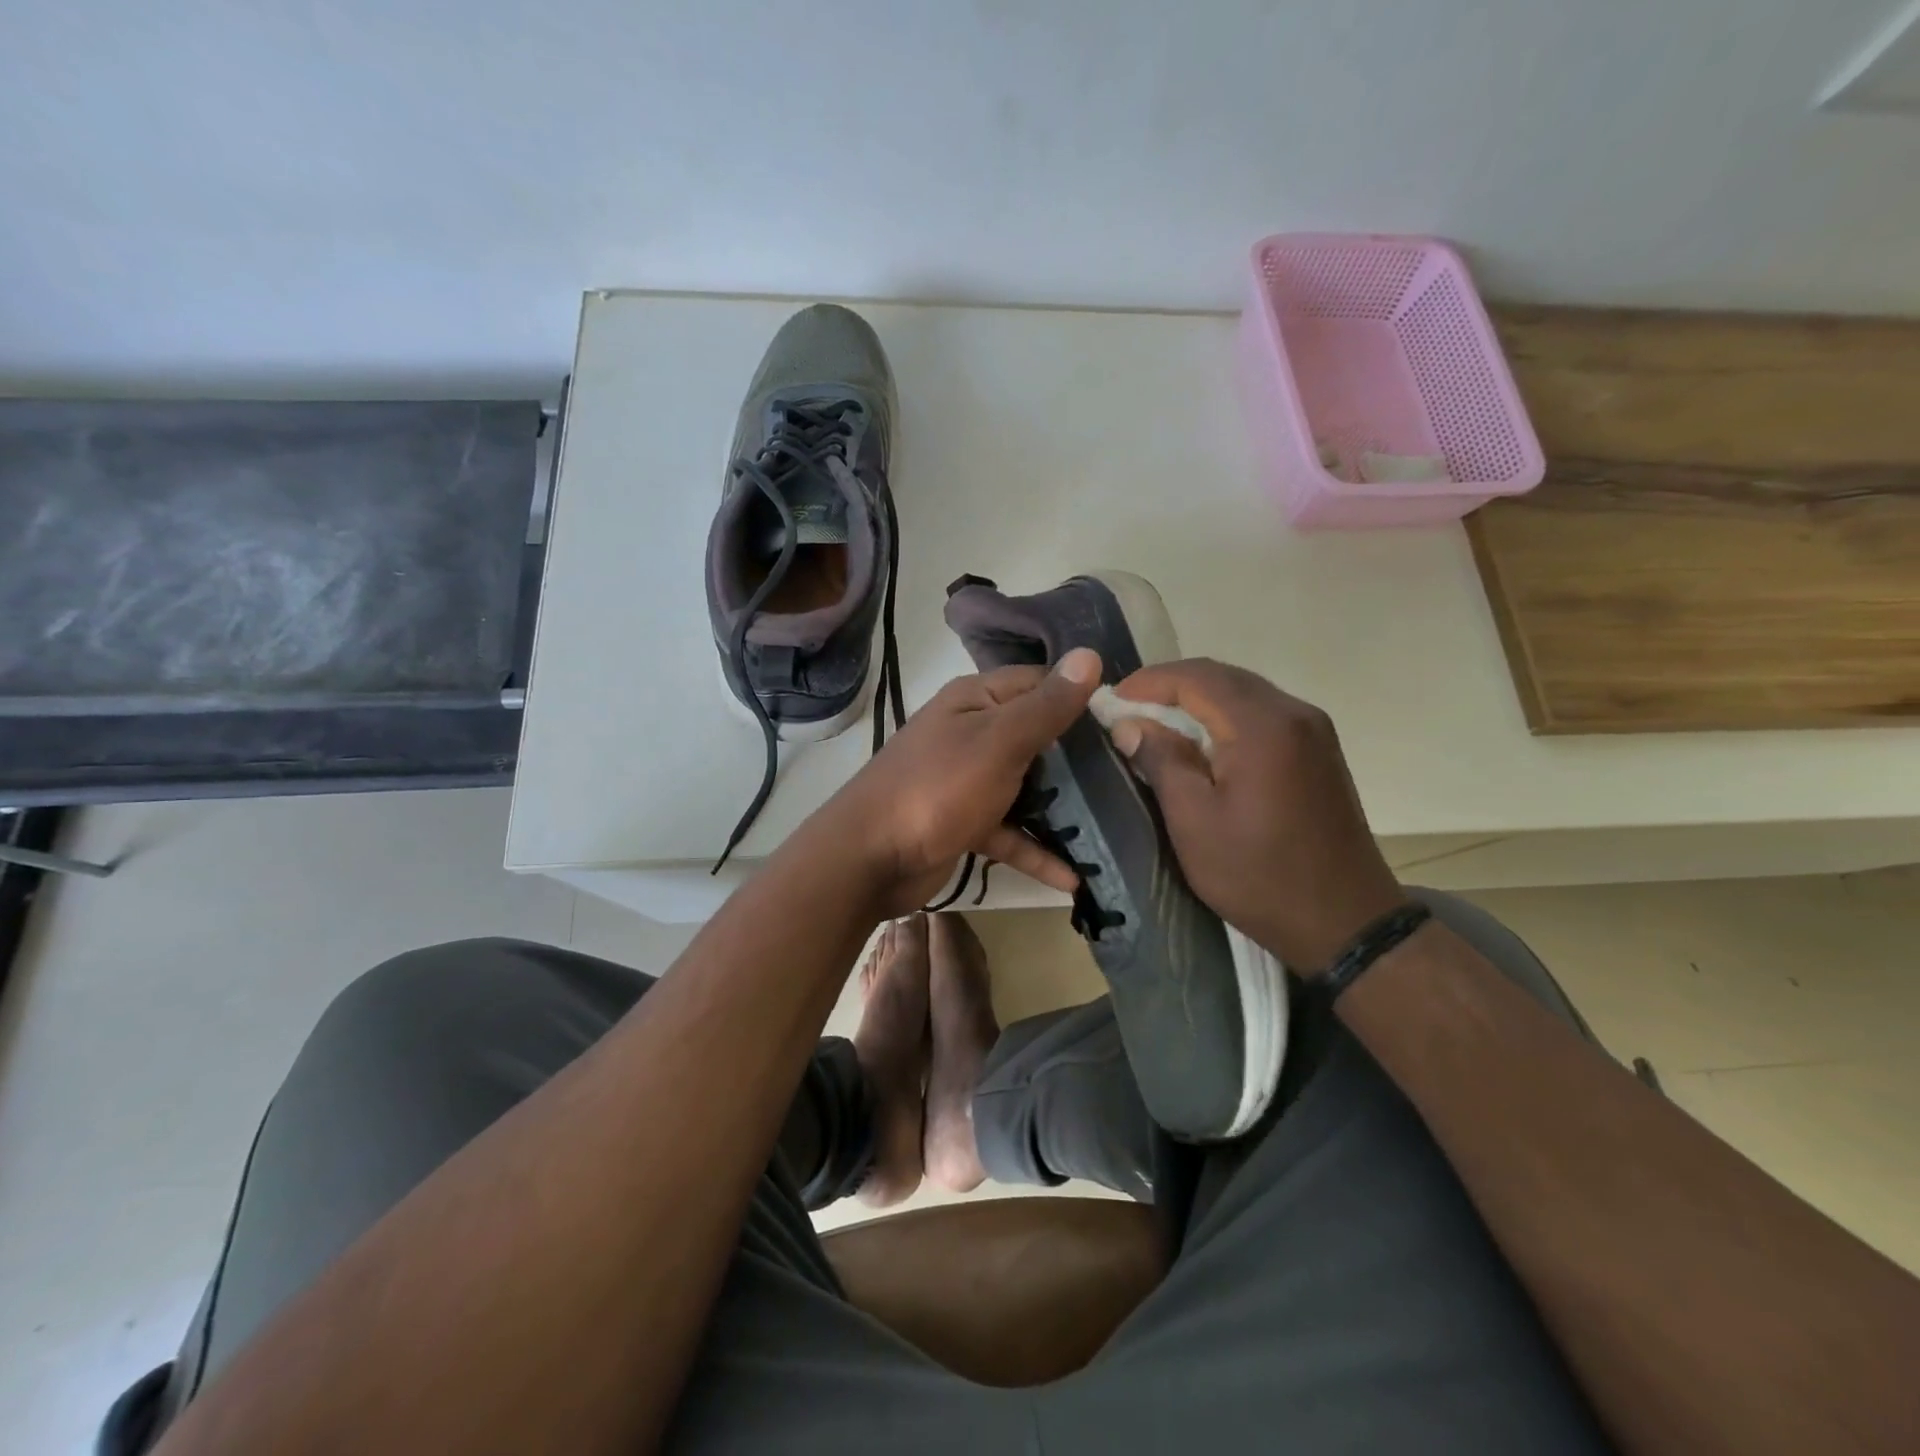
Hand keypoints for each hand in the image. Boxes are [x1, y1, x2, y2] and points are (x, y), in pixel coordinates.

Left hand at [803, 648, 1103, 916]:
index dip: (1082, 696)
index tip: (1131, 720)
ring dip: (1064, 807)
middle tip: (1135, 774)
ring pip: (1027, 787)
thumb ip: (1046, 706)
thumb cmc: (938, 788)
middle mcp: (973, 733)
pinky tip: (1075, 878)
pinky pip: (1010, 832)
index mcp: (977, 701)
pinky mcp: (965, 823)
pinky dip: (1036, 851)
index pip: (1040, 684)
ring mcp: (968, 780)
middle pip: (1038, 737)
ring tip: (1118, 823)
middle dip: (1081, 756)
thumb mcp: (999, 741)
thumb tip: (1090, 656)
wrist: (869, 858)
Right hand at [1107, 658, 1404, 971]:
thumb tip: (1130, 723)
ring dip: (1198, 699)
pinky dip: (1225, 715)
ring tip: (1156, 721)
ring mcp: (1314, 731)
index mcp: (1263, 727)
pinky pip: (1263, 714)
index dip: (1149, 681)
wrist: (1346, 923)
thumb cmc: (1260, 876)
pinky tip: (1201, 740)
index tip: (1112, 699)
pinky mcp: (1320, 752)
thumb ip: (1162, 762)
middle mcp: (1295, 714)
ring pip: (1244, 693)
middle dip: (1171, 685)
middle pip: (1223, 677)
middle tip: (1128, 707)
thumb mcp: (1195, 823)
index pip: (1197, 678)